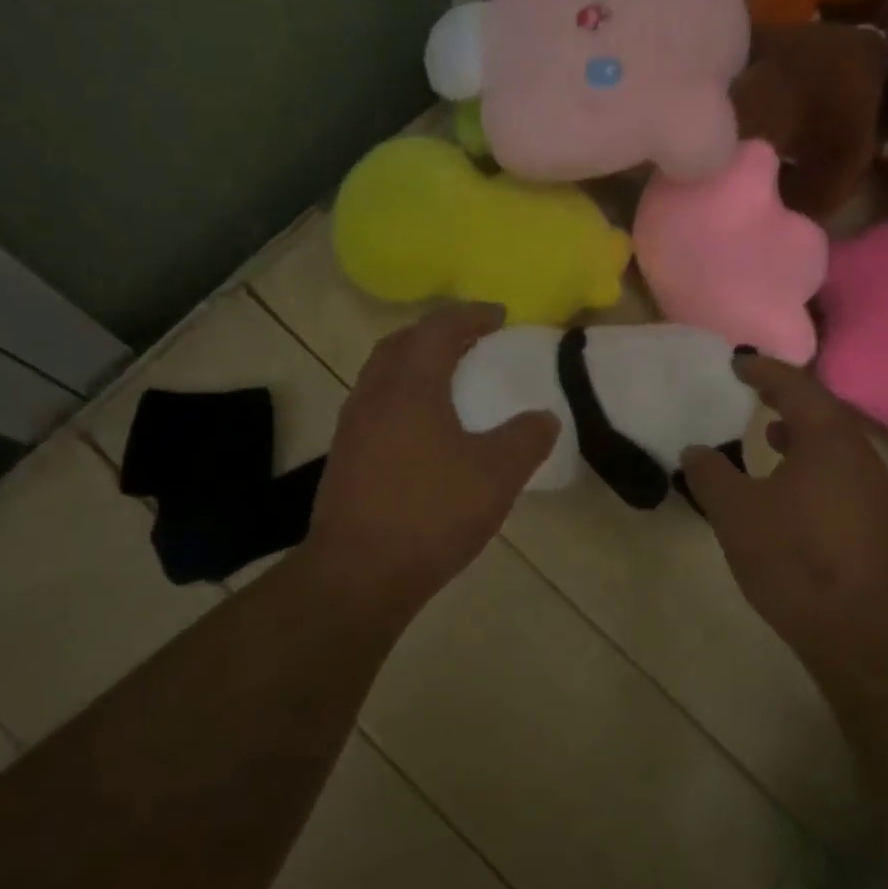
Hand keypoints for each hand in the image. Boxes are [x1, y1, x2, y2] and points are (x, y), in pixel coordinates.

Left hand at [299, 304, 558, 619]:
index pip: (439, 329)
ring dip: (414, 365)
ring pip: (382, 375)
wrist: (358, 573)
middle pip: (401, 343)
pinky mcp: (344, 457)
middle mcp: (374, 395)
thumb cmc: (430, 514)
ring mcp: (352, 427)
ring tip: (448, 382)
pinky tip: (423, 430)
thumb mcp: (496, 476)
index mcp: (410, 387)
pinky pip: (375, 405)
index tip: (499, 317)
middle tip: (470, 342)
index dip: (471, 315)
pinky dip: (401, 397)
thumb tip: (543, 417)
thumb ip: (525, 439)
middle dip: (436, 334)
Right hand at [680, 355, 887, 672]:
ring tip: (767, 432)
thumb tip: (695, 450)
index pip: (796, 386)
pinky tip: (789, 486)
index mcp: (828, 440)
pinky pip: (840, 470)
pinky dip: (811, 460)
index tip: (736, 363)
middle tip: (752, 390)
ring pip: (834, 442)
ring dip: (799, 430)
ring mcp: (874, 489)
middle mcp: (859, 455)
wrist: (859, 631)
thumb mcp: (735, 513)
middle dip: (785, 397)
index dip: (763, 370)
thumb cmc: (794, 559)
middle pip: (822, 410)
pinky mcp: (876, 519)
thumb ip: (710, 474)